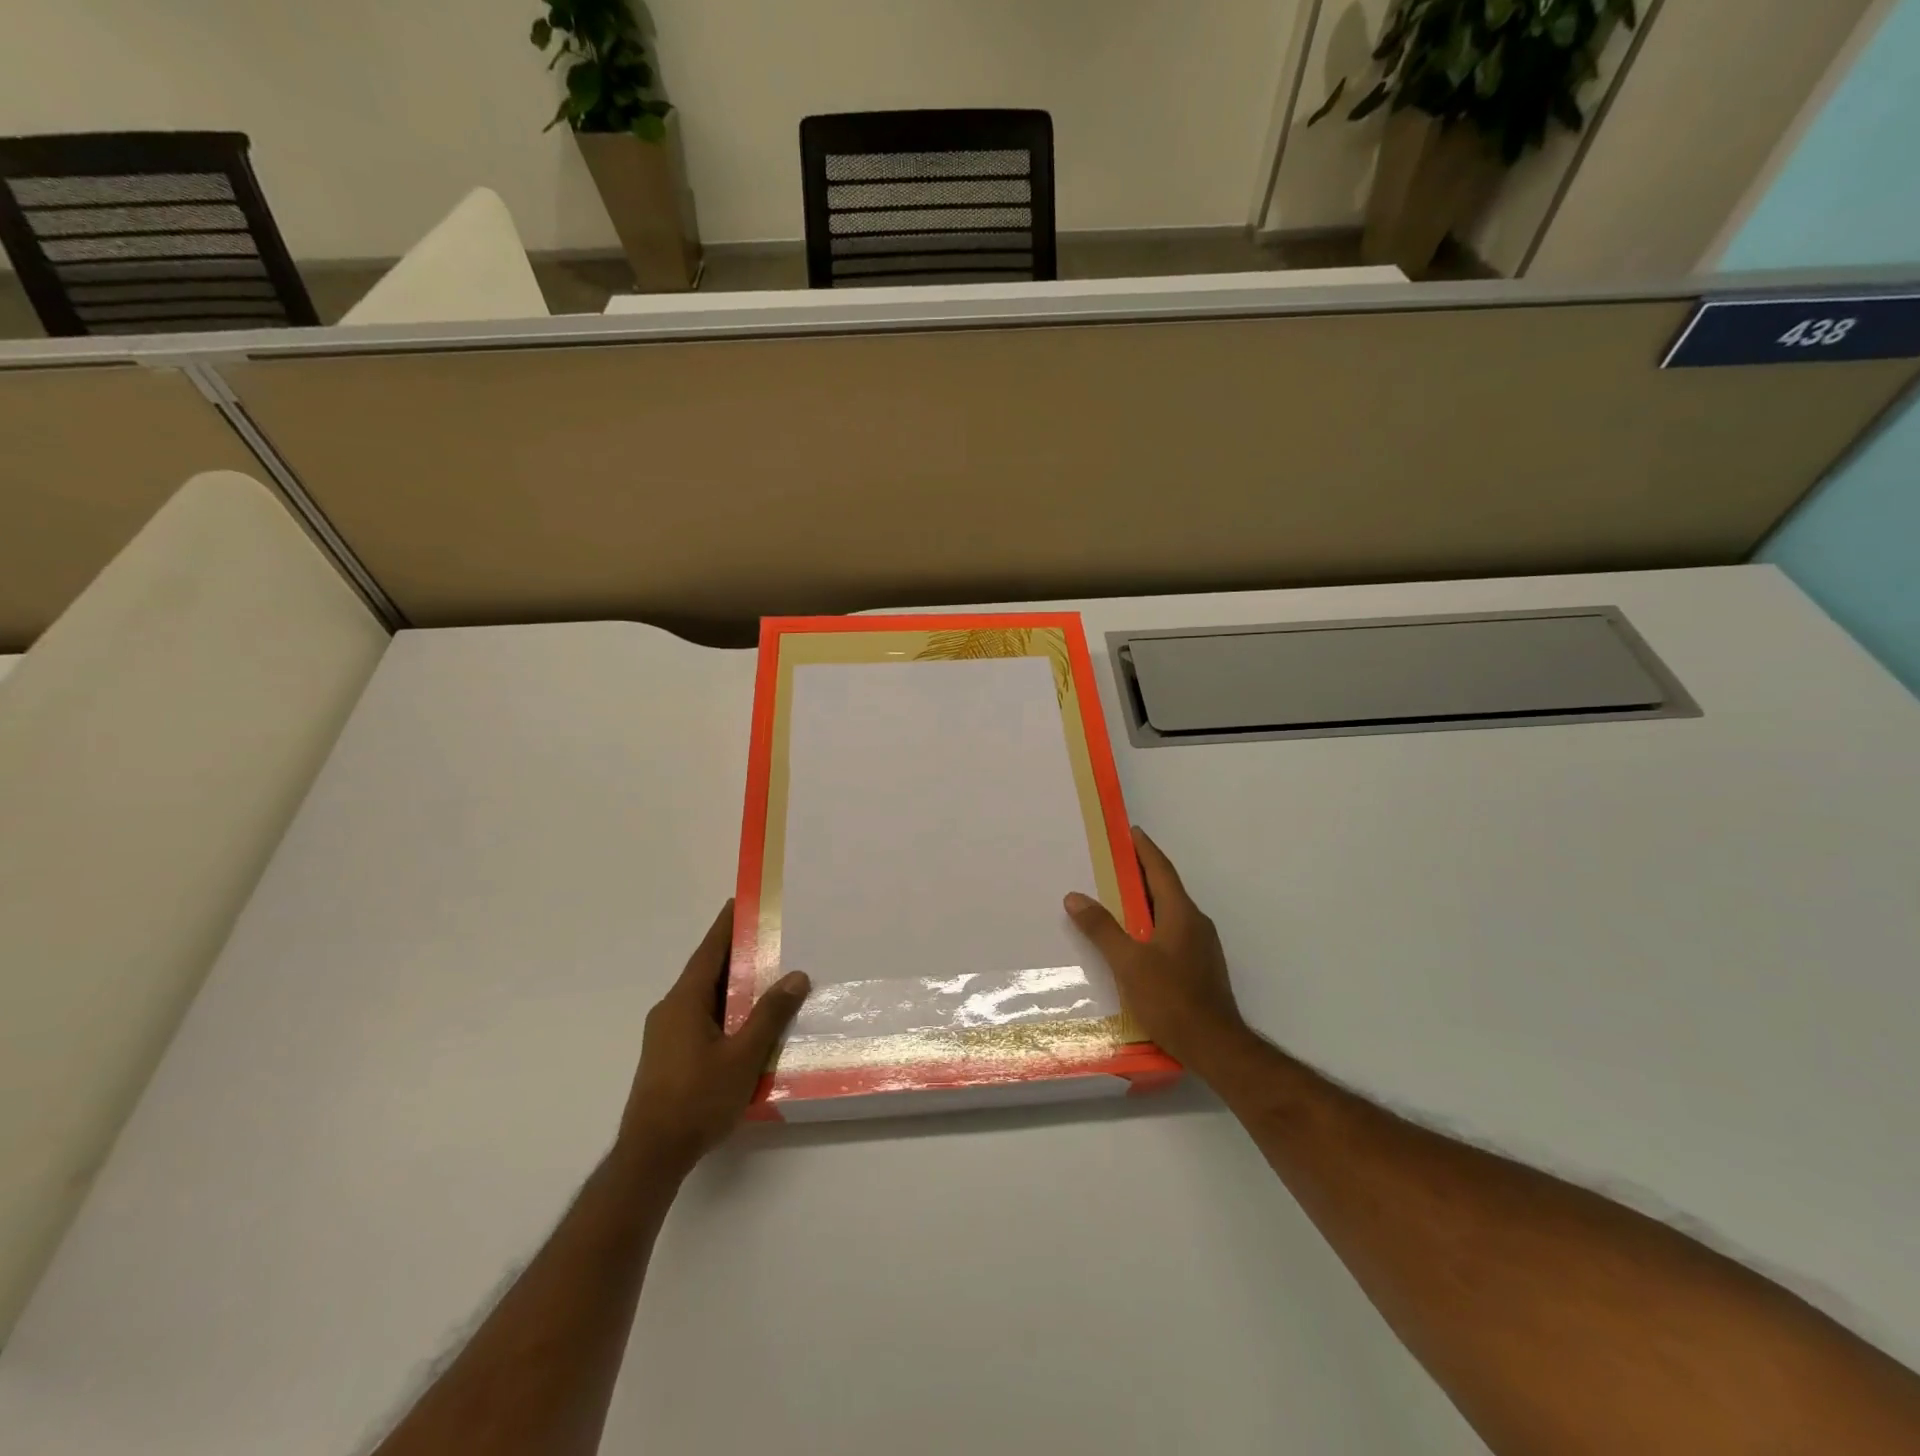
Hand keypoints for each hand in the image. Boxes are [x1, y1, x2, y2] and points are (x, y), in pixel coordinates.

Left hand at [619, 901, 809, 1175]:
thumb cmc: (697, 1099)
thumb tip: (796, 976)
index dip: (727, 925)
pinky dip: (725, 1009)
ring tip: (767, 976)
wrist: (651, 1156)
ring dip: (733, 985)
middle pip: (707, 971)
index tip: (743, 902)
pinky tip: (748, 1022)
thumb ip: (770, 1014)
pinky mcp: (669, 1056)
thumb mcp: (743, 1056)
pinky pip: (701, 1018)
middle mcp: (671, 1010)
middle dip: (737, 954)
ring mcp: (666, 1034)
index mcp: (684, 1001)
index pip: (709, 951)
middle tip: (771, 938)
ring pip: (705, 997)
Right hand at [1066, 827, 1252, 1076]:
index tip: (1131, 831)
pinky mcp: (1200, 967)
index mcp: (1181, 914)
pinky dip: (1153, 923)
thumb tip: (1075, 897)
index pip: (1160, 870)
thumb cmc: (1171, 999)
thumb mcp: (1128, 963)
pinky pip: (1173, 932)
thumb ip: (1101, 929)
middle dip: (1142, 872)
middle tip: (1115, 862)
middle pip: (1166, 888)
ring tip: (1118, 898)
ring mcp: (1202, 946)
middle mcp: (1196, 923)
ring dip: (1146, 900)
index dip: (1144, 849)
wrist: (1215, 1046)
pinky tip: (1136, 939)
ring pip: (1170, 912)